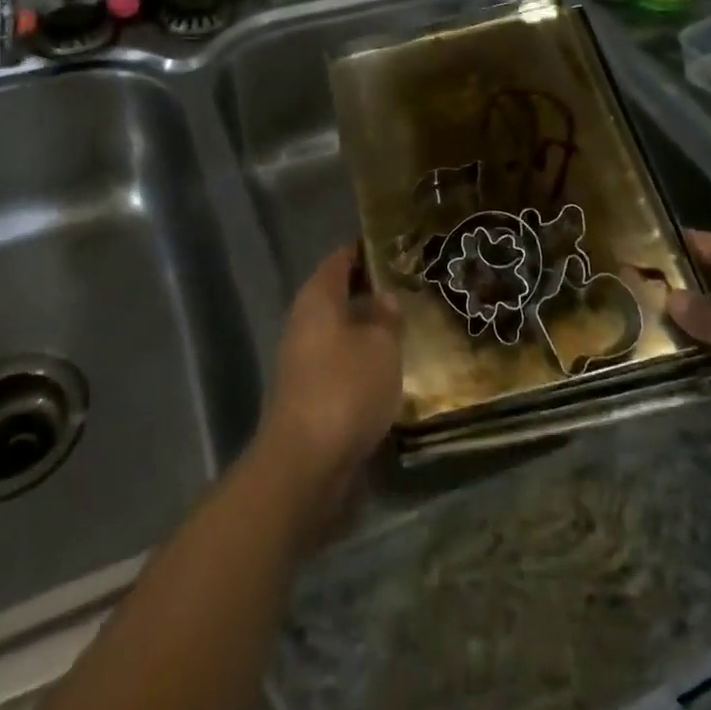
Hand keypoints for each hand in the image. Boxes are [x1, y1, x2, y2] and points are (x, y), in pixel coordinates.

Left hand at [255, 245, 402, 519]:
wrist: (306, 463)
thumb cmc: (346, 388)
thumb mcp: (381, 346)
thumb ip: (386, 317)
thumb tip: (383, 297)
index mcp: (318, 297)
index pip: (340, 259)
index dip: (365, 249)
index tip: (394, 246)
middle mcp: (304, 321)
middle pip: (337, 293)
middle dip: (369, 288)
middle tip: (408, 285)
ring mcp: (302, 359)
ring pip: (339, 329)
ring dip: (366, 326)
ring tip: (405, 324)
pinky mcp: (308, 392)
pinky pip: (338, 360)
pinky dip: (360, 357)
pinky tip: (387, 366)